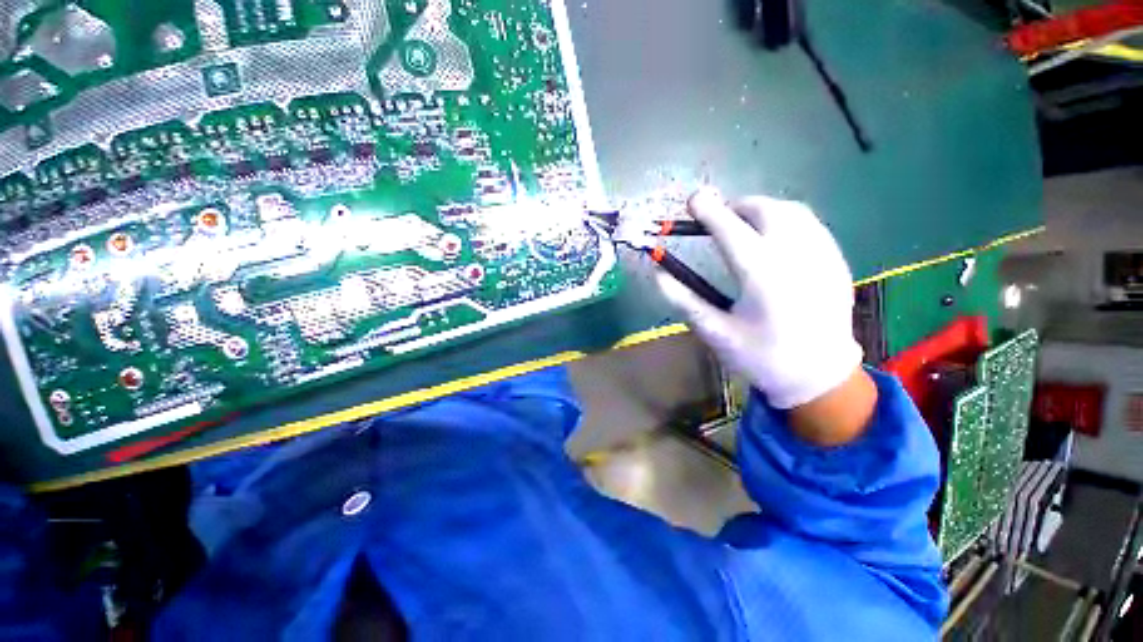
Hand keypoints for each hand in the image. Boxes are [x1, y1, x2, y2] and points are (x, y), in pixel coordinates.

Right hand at [656, 187, 864, 412]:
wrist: (819, 376)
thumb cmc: (760, 357)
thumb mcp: (713, 332)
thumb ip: (683, 299)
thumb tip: (657, 272)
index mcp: (762, 276)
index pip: (730, 229)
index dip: (708, 210)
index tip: (693, 200)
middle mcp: (796, 256)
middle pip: (765, 210)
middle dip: (735, 206)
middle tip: (717, 219)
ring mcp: (822, 255)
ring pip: (791, 211)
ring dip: (760, 209)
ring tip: (741, 224)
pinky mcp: (836, 260)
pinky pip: (808, 224)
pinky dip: (783, 220)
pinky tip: (772, 239)